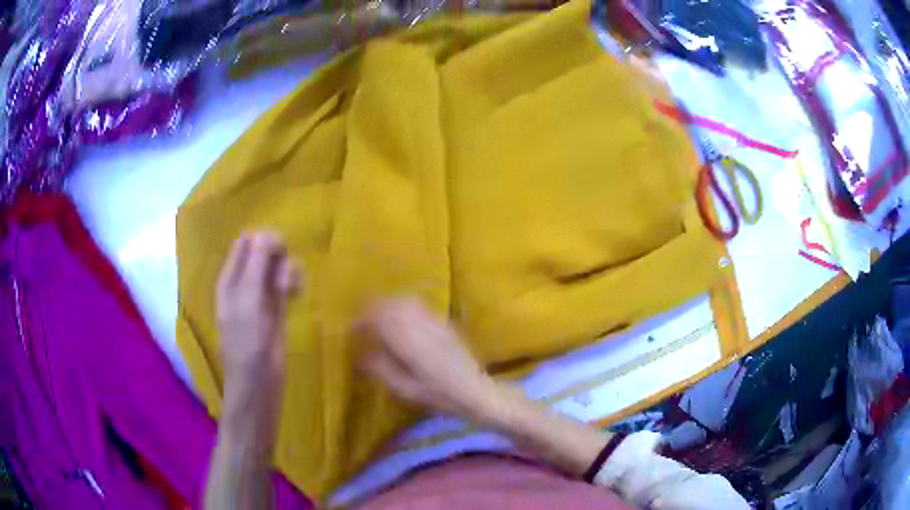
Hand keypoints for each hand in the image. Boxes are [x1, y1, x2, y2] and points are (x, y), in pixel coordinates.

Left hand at [216, 232, 298, 411]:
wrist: (259, 383)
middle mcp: (244, 282)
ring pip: (278, 267)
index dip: (264, 241)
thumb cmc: (249, 341)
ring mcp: (261, 296)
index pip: (247, 242)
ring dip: (289, 270)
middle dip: (279, 256)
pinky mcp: (277, 309)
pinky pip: (286, 284)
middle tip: (286, 275)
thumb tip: (268, 232)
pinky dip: (293, 283)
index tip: (280, 251)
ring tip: (294, 288)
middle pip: (264, 252)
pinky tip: (297, 293)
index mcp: (230, 277)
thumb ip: (257, 264)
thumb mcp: (249, 298)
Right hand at [356, 298, 496, 419]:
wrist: (476, 392)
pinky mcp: (444, 322)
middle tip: (361, 322)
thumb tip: (361, 353)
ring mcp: (436, 322)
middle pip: (392, 305)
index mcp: (411, 344)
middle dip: (373, 309)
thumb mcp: (406, 391)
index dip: (363, 320)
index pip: (381, 319)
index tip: (353, 329)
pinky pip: (419, 305)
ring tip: (376, 317)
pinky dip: (402, 305)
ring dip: (387, 305)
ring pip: (405, 301)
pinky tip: (398, 317)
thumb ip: (382, 370)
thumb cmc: (440, 396)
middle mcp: (423, 327)